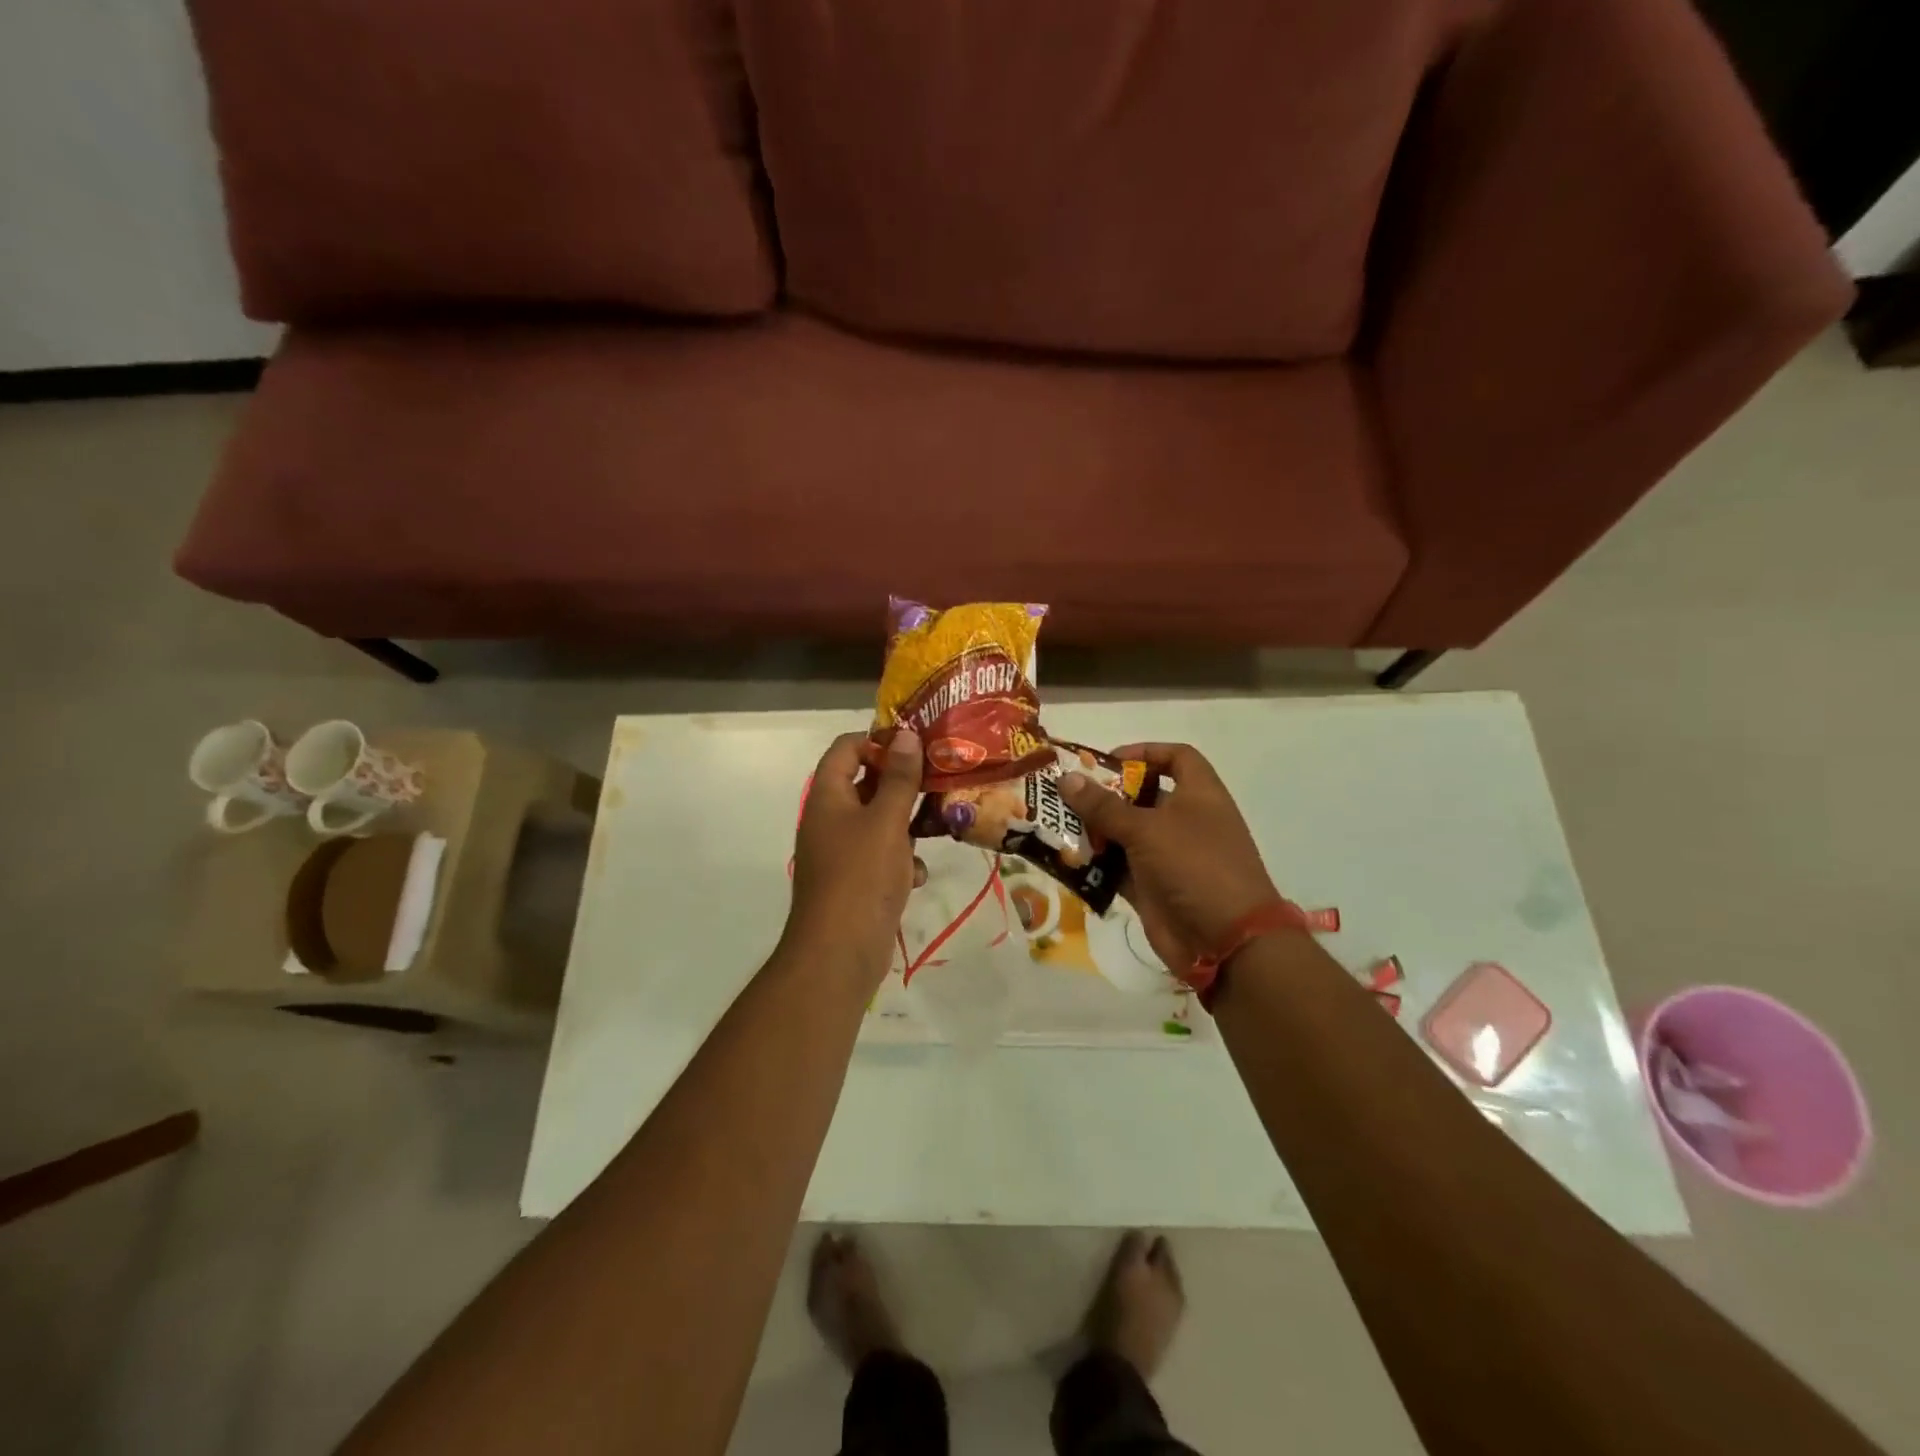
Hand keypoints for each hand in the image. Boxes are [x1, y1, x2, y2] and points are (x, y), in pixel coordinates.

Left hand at [784, 730, 924, 986]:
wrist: (839, 952)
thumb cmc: (861, 876)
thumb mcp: (886, 821)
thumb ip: (899, 777)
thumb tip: (906, 734)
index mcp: (828, 796)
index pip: (846, 748)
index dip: (878, 739)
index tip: (916, 745)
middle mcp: (830, 819)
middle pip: (865, 783)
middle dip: (902, 780)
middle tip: (940, 775)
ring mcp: (841, 851)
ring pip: (878, 821)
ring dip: (907, 822)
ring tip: (940, 819)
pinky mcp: (855, 880)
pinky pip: (881, 856)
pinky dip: (901, 860)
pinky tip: (919, 874)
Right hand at [1058, 743, 1280, 970]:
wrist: (1224, 941)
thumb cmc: (1194, 866)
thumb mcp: (1147, 829)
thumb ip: (1104, 806)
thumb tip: (1066, 778)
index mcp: (1198, 795)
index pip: (1177, 757)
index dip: (1145, 752)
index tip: (1108, 761)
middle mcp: (1185, 821)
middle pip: (1142, 796)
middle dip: (1105, 794)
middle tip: (1065, 793)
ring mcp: (1168, 856)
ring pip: (1126, 834)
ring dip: (1095, 830)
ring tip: (1056, 824)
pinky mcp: (1153, 887)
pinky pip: (1119, 868)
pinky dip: (1096, 863)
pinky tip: (1067, 858)